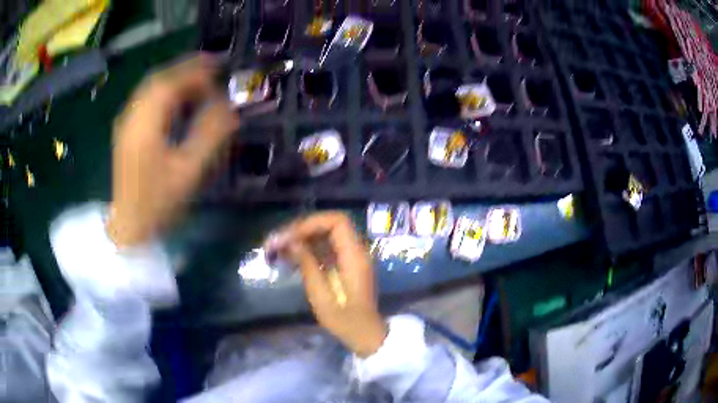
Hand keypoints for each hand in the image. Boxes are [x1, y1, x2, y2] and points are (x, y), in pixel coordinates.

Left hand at [106, 54, 239, 246]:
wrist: (129, 226)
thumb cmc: (157, 203)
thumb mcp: (188, 171)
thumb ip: (209, 135)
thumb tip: (230, 109)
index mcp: (145, 123)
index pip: (170, 82)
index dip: (196, 72)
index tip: (219, 70)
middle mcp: (132, 116)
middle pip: (159, 79)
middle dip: (186, 70)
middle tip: (212, 71)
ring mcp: (126, 123)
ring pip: (151, 88)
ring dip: (175, 81)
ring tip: (198, 85)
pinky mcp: (126, 131)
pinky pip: (146, 100)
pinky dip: (164, 94)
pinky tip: (177, 103)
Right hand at [269, 212, 386, 356]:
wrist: (365, 334)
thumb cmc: (345, 320)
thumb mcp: (321, 296)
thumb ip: (308, 265)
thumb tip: (292, 241)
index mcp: (354, 256)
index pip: (337, 222)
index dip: (312, 223)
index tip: (290, 236)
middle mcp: (356, 251)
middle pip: (329, 225)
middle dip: (302, 229)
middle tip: (278, 241)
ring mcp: (351, 257)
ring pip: (325, 235)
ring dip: (302, 238)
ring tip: (277, 248)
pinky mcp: (345, 265)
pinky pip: (326, 247)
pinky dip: (307, 248)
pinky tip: (289, 257)